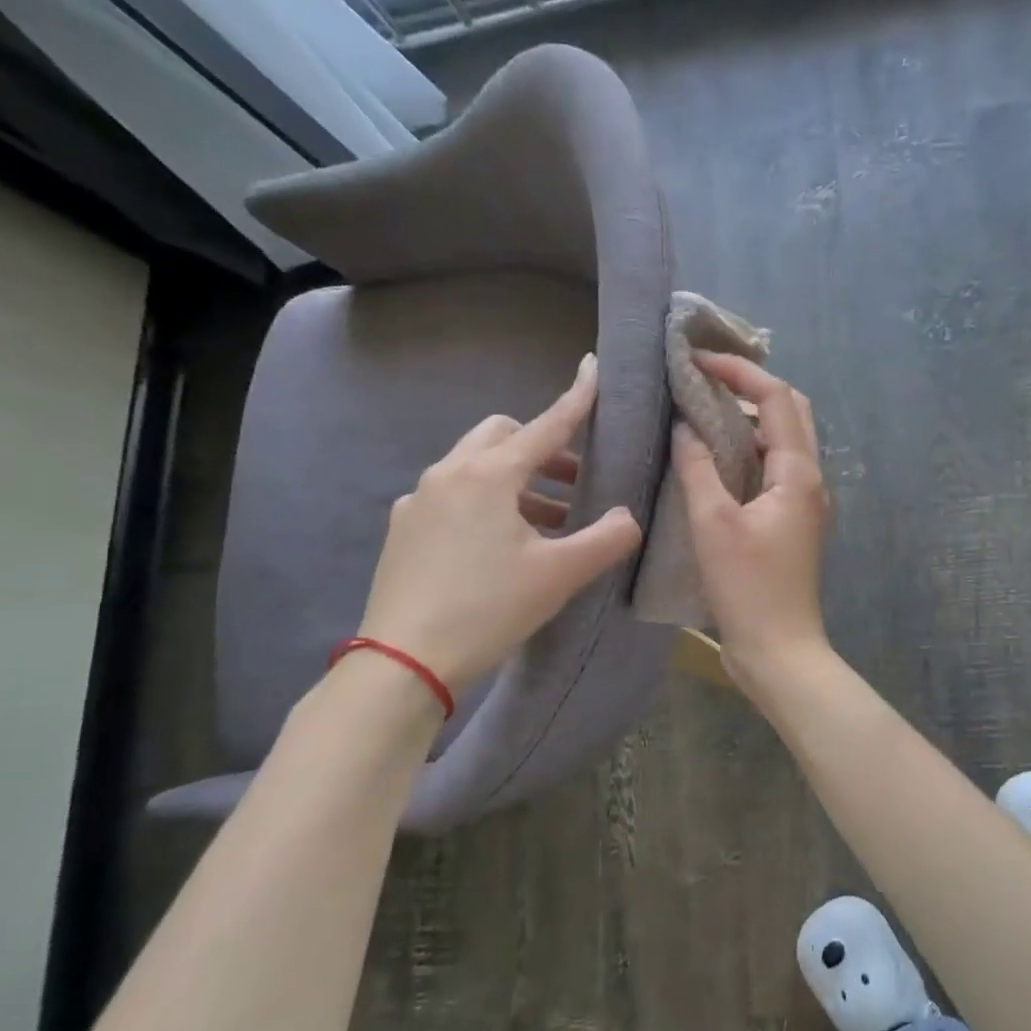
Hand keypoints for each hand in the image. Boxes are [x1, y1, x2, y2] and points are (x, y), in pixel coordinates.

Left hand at [356, 353, 642, 693]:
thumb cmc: (489, 608)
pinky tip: (498, 543)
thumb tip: (627, 517)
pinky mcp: (403, 528)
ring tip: (547, 522)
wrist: (403, 663)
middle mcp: (450, 473)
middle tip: (573, 480)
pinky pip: (452, 496)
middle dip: (541, 447)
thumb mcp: (559, 575)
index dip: (576, 399)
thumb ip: (605, 539)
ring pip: (475, 466)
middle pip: (503, 437)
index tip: (593, 368)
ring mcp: (419, 500)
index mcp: (490, 475)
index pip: (546, 425)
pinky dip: (484, 502)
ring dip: (516, 480)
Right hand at [673, 354, 831, 687]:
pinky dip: (748, 451)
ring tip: (705, 409)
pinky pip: (773, 469)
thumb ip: (698, 469)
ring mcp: (803, 502)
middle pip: (790, 412)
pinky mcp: (791, 522)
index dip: (740, 372)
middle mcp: (810, 480)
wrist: (780, 651)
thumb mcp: (714, 524)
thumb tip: (684, 426)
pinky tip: (715, 458)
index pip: (777, 398)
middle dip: (752, 387)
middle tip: (706, 379)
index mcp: (799, 473)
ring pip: (783, 441)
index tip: (699, 361)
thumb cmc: (748, 588)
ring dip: (750, 418)